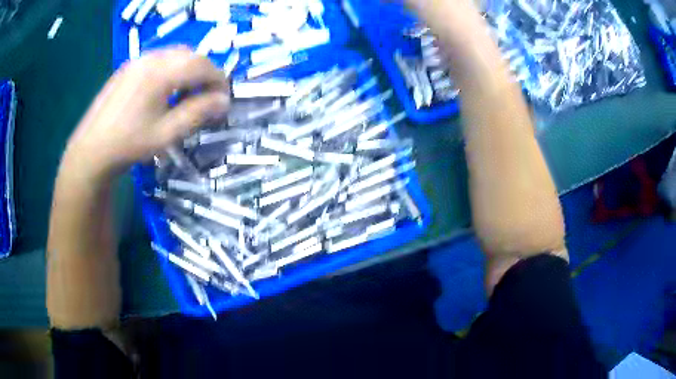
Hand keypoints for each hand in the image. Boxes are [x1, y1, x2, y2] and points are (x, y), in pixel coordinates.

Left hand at [63, 47, 229, 179]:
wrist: (91, 149)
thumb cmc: (129, 144)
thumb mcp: (167, 134)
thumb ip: (197, 113)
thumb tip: (224, 101)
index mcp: (161, 72)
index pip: (202, 65)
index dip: (219, 80)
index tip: (223, 101)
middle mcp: (151, 58)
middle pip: (190, 55)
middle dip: (205, 73)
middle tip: (207, 98)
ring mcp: (138, 60)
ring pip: (175, 55)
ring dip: (189, 70)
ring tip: (187, 94)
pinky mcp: (129, 67)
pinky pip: (159, 59)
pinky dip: (172, 69)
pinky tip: (166, 90)